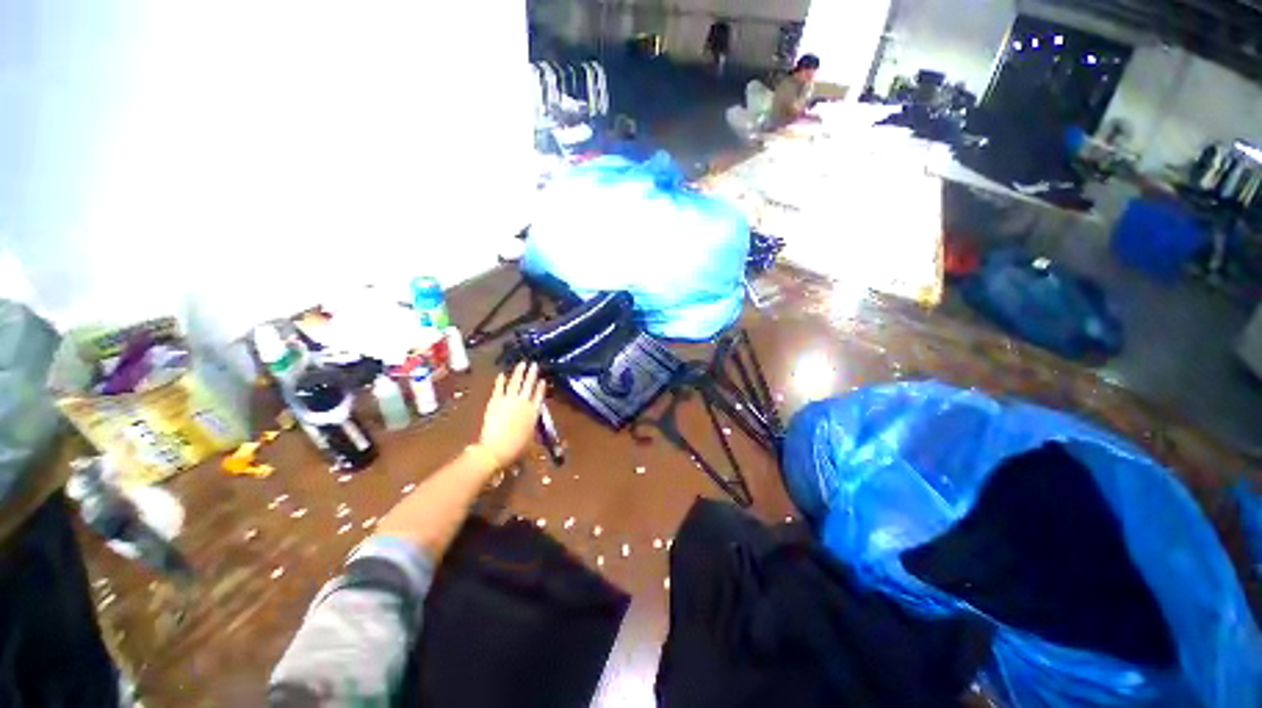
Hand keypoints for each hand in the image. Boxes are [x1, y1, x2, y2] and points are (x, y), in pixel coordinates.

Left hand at [475, 363, 545, 468]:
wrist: (497, 448)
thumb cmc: (517, 448)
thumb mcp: (531, 439)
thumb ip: (533, 430)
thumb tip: (533, 428)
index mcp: (534, 412)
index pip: (539, 396)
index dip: (541, 388)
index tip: (542, 380)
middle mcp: (524, 403)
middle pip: (529, 385)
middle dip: (532, 374)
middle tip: (534, 365)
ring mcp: (509, 400)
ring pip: (516, 382)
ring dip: (519, 372)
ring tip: (522, 364)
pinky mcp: (495, 401)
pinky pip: (499, 388)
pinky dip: (501, 381)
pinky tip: (502, 374)